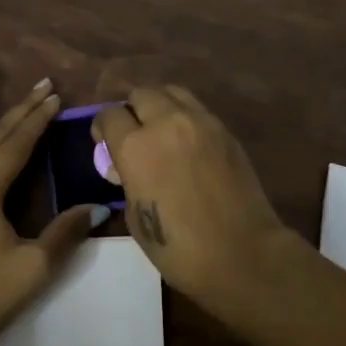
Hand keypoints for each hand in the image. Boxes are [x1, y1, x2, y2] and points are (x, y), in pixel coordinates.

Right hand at [93, 86, 289, 310]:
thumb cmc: (179, 249)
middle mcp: (166, 122)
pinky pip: (196, 108)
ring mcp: (200, 121)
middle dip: (131, 111)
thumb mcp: (136, 217)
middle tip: (134, 135)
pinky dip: (184, 116)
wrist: (242, 253)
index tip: (105, 144)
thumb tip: (125, 167)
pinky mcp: (224, 129)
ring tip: (161, 130)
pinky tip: (187, 142)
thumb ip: (127, 180)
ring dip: (159, 105)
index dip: (103, 128)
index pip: (109, 116)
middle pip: (140, 94)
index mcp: (135, 146)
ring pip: (171, 92)